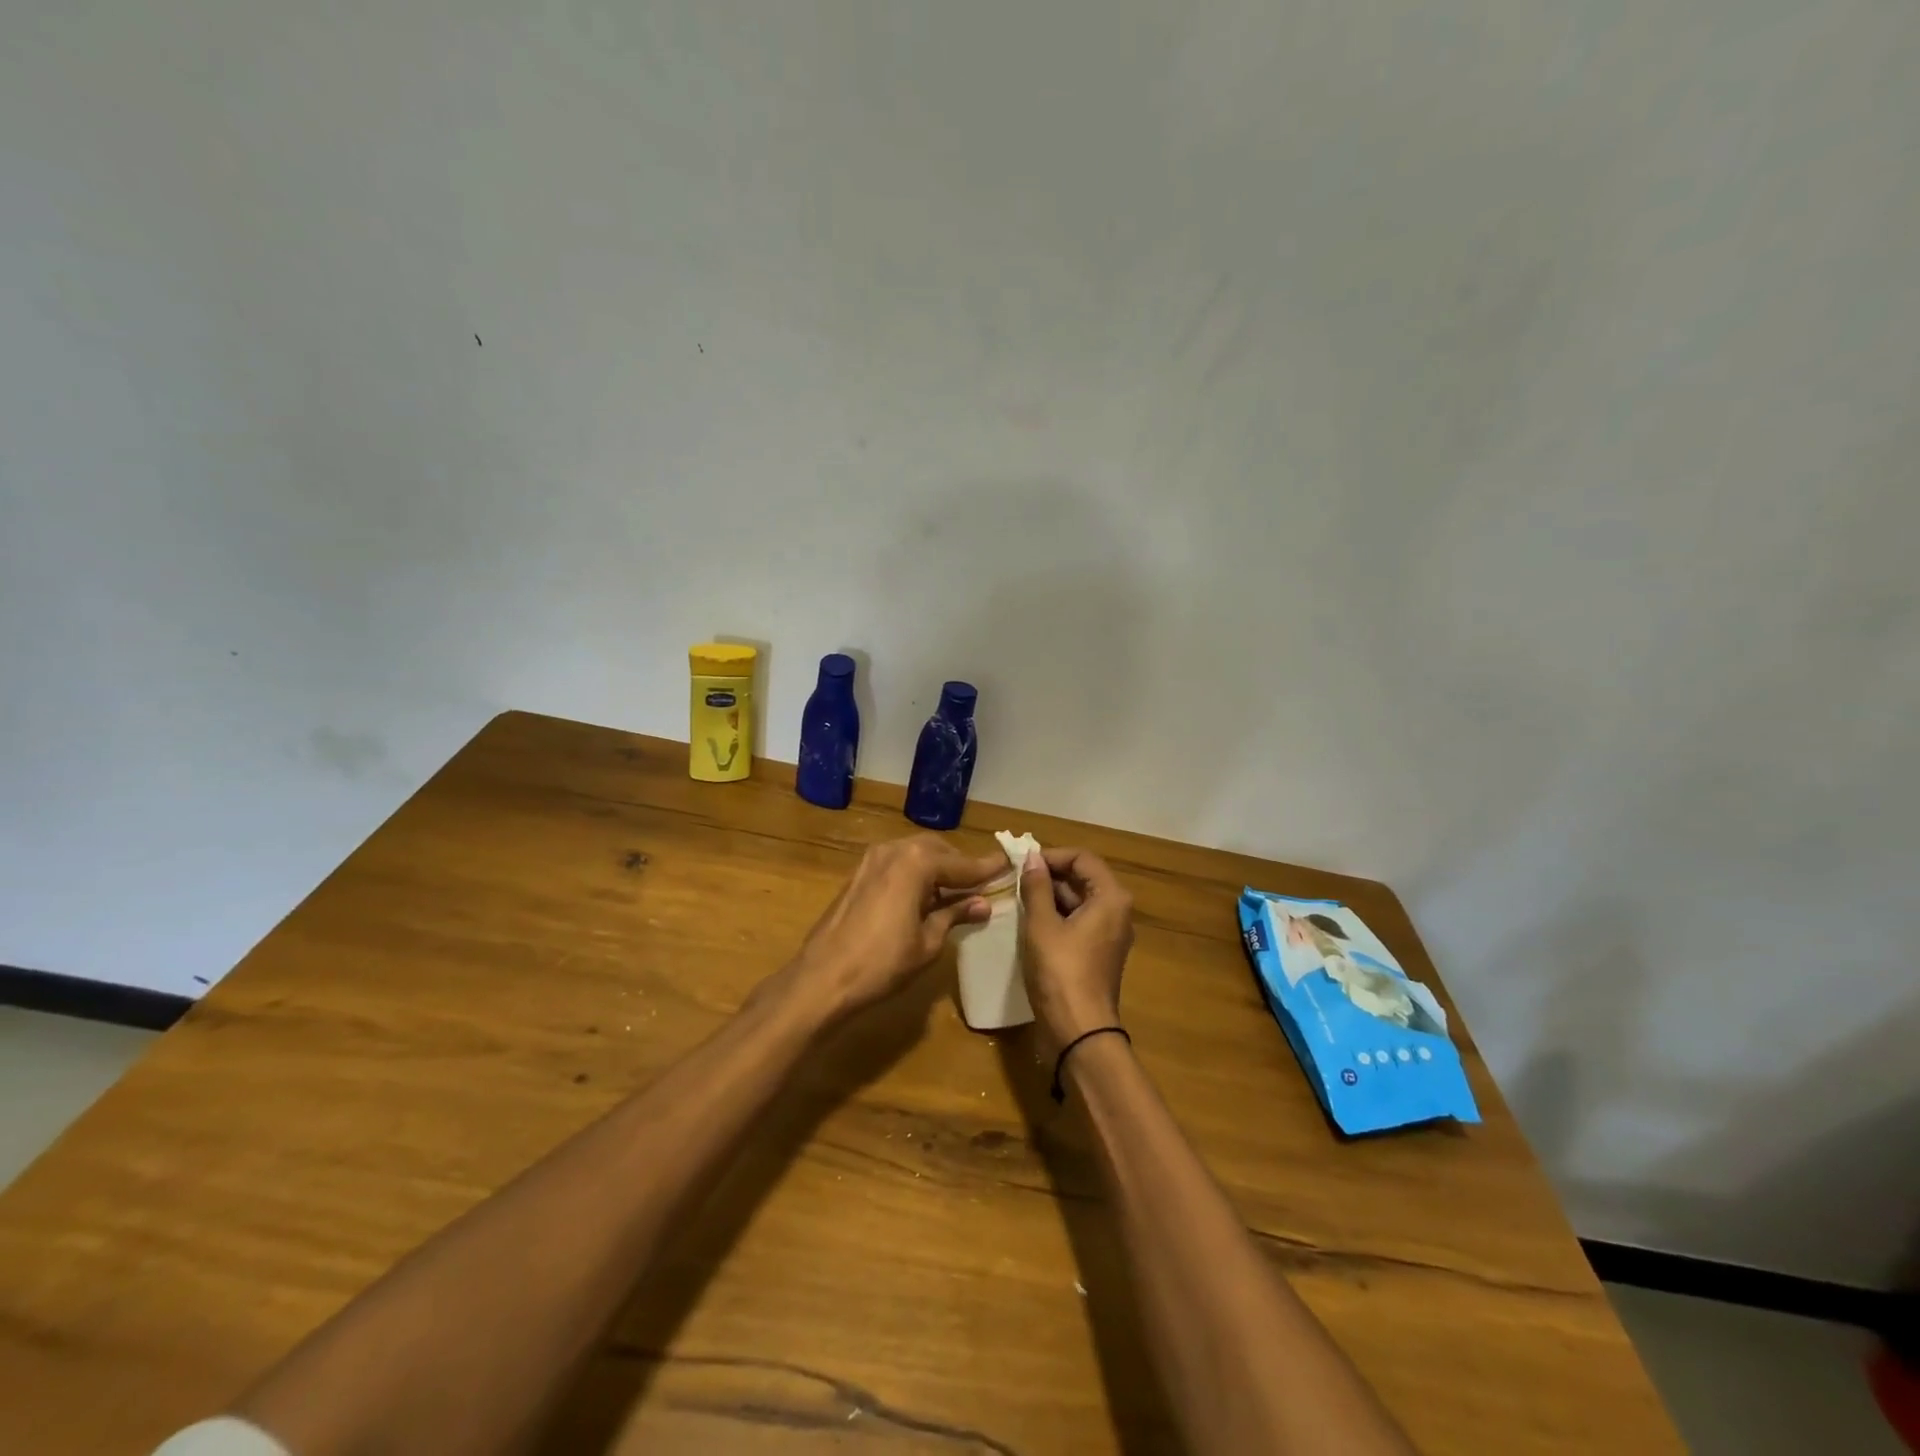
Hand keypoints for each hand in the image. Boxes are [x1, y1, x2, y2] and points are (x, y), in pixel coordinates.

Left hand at [782, 834, 1002, 1021]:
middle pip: (937, 851)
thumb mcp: (928, 943)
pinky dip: (915, 875)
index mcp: (916, 862)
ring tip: (956, 893)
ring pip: (915, 855)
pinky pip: (897, 865)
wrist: (822, 979)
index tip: (1009, 864)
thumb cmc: (882, 963)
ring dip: (937, 870)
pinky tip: (925, 898)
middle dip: (960, 866)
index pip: (961, 863)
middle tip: (982, 884)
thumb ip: (955, 915)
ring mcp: (871, 860)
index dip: (987, 868)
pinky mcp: (858, 875)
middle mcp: (894, 850)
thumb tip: (983, 904)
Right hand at [1020, 847, 1134, 1046]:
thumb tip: (1031, 857)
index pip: (1082, 857)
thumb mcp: (1042, 925)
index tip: (1022, 864)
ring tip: (1017, 899)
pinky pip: (1079, 921)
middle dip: (1049, 875)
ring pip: (1079, 900)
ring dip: (1050, 896)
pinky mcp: (1100, 952)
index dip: (1052, 856)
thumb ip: (1037, 887)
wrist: (1079, 1032)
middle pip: (1083, 877)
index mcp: (1111, 897)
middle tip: (1015, 880)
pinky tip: (1030, 922)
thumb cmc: (1060, 972)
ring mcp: (1110, 933)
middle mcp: (1117, 911)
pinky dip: (1057, 916)